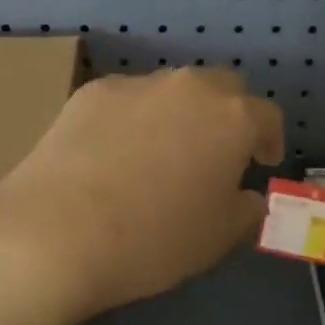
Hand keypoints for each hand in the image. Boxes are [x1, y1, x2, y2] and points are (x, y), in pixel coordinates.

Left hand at [0, 68, 283, 316]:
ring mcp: (137, 84)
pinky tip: (115, 155)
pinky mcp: (91, 92)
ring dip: (180, 114)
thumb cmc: (154, 239)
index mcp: (232, 118)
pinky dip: (134, 119)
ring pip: (173, 90)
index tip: (260, 164)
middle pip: (223, 88)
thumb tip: (247, 197)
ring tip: (161, 154)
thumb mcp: (218, 238)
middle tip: (217, 152)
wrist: (55, 233)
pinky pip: (128, 100)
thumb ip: (246, 210)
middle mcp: (189, 88)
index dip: (269, 140)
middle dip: (228, 115)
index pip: (267, 116)